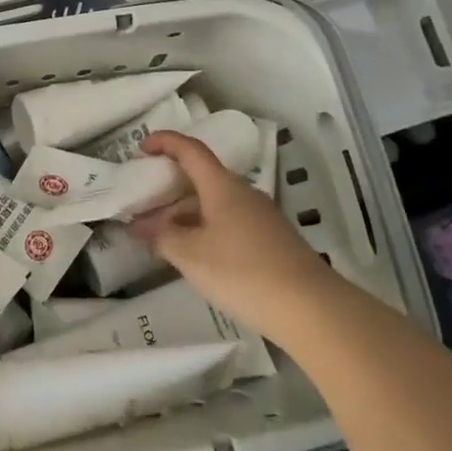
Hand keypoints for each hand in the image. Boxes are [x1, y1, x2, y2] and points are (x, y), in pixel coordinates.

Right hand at [132, 130, 336, 338]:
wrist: (311, 308)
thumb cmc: (243, 272)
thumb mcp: (191, 256)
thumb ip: (162, 237)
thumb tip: (140, 226)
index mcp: (222, 186)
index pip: (190, 150)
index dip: (165, 142)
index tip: (141, 148)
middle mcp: (243, 192)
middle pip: (202, 177)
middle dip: (171, 184)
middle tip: (144, 199)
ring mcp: (260, 216)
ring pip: (216, 202)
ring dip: (186, 211)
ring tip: (162, 233)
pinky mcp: (271, 239)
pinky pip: (229, 221)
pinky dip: (205, 227)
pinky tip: (195, 253)